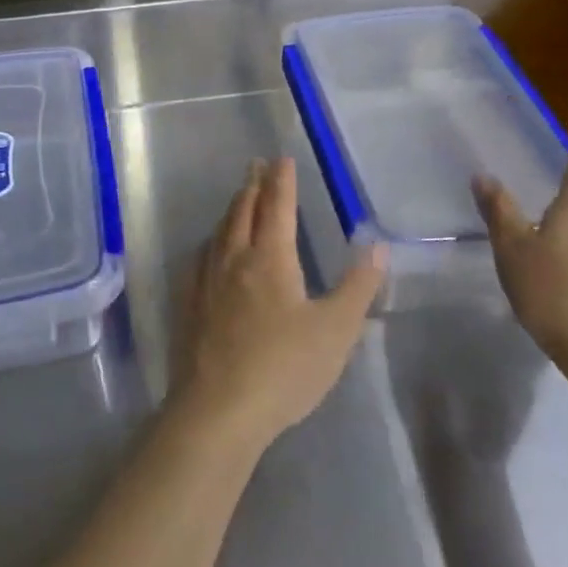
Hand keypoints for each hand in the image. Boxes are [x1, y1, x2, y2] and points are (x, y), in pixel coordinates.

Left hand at [171, 158, 385, 453]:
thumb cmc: (284, 368)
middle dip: (253, 185)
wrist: (219, 408)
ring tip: (239, 198)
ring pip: (220, 230)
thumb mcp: (335, 330)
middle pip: (243, 210)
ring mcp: (207, 280)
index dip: (281, 180)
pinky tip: (211, 248)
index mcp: (270, 258)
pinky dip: (213, 239)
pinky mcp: (190, 303)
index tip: (282, 158)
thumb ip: (357, 286)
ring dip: (233, 208)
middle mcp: (234, 258)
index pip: (277, 206)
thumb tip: (377, 245)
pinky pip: (202, 256)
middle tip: (257, 165)